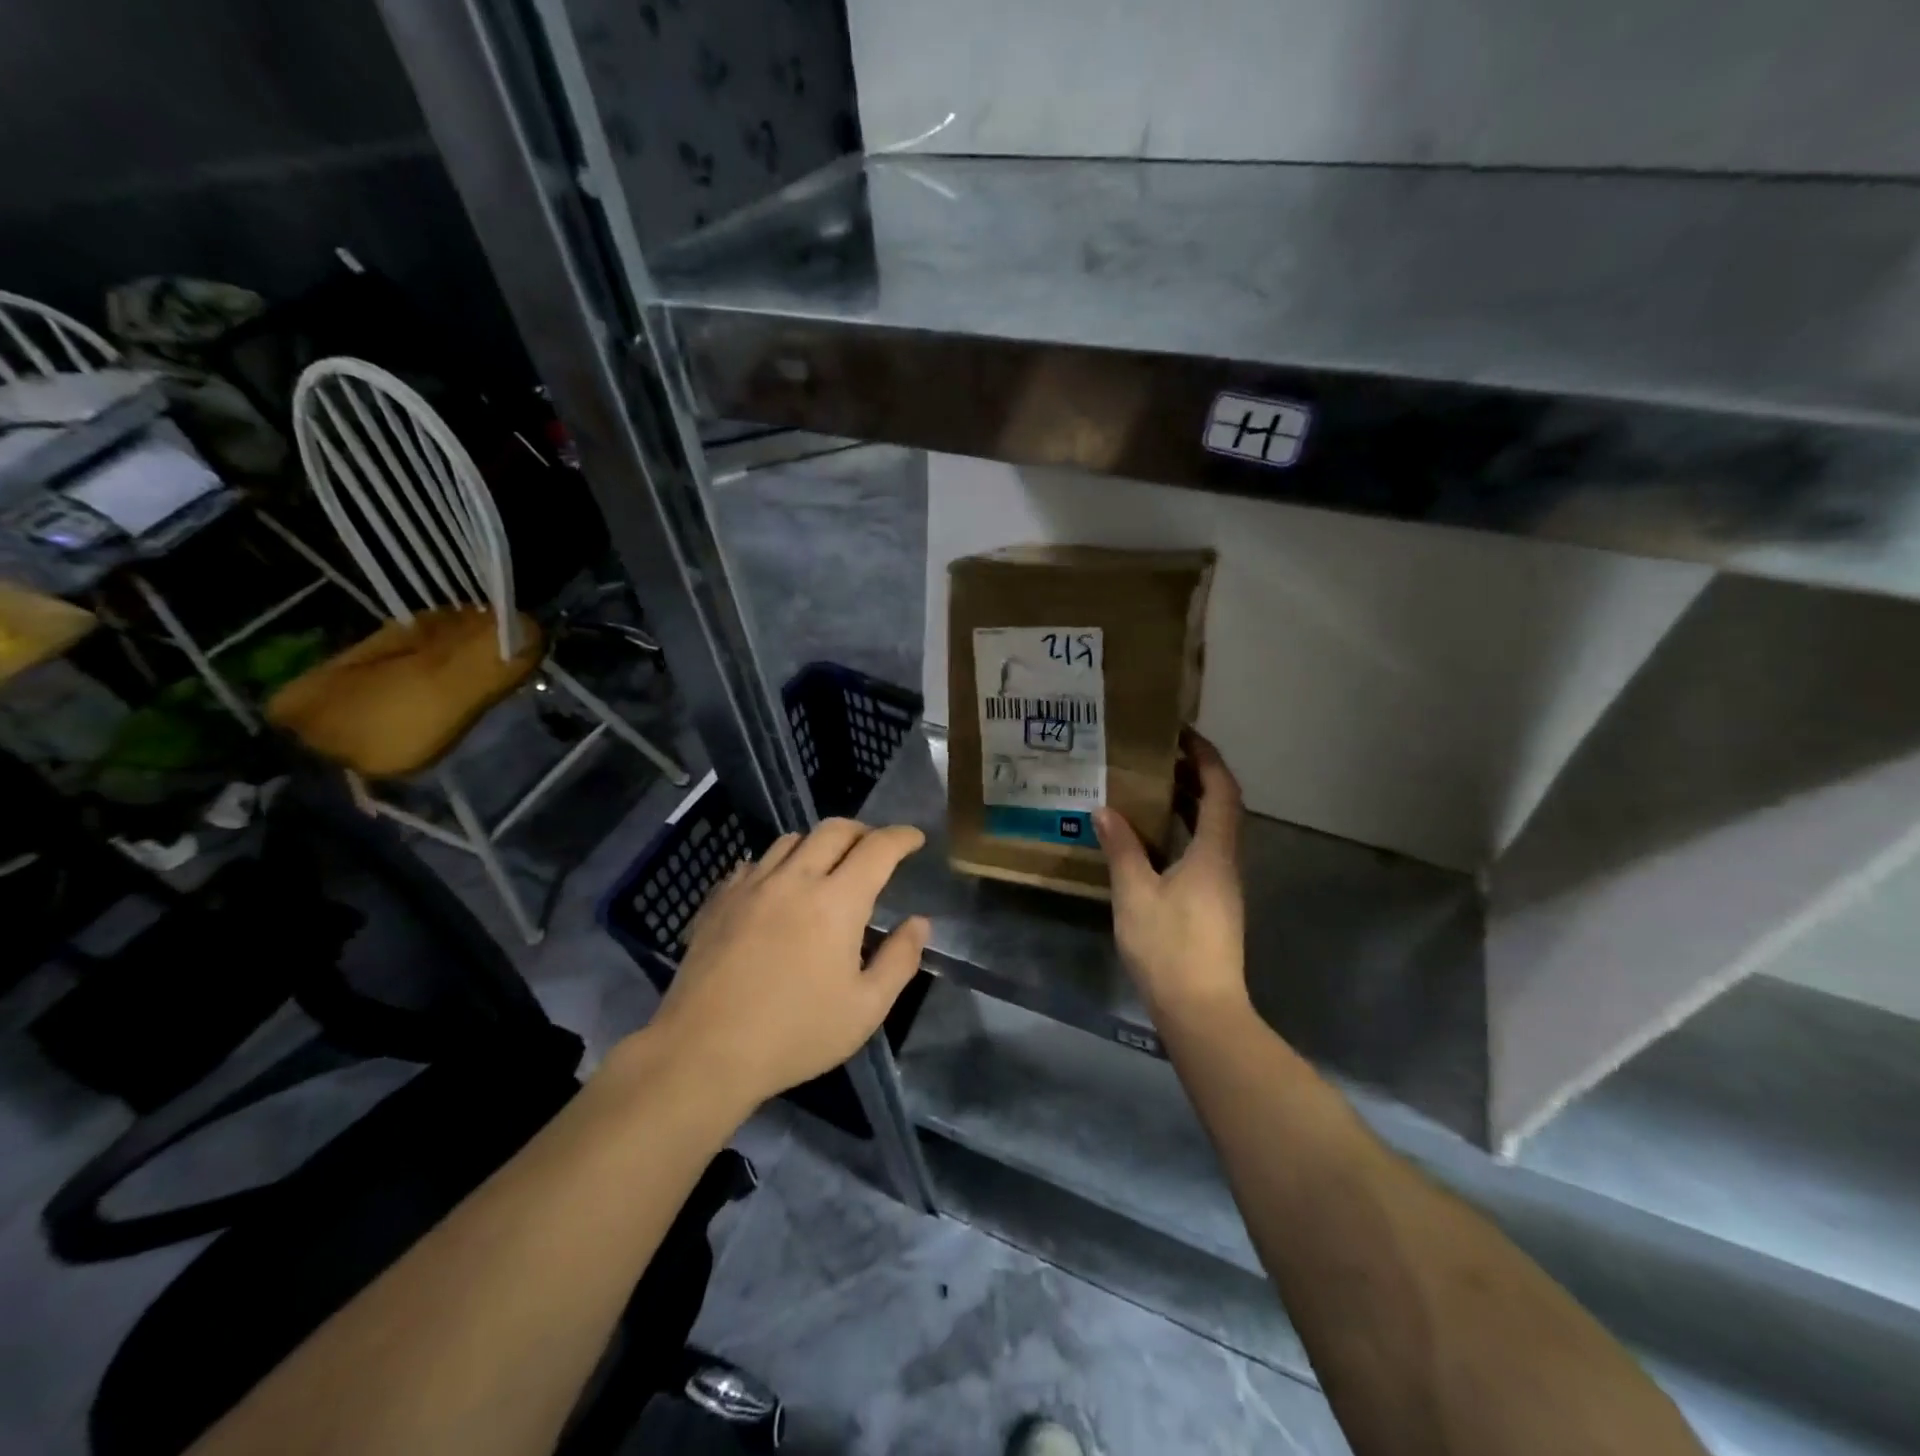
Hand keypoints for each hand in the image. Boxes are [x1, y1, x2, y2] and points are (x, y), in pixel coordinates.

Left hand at [649, 819, 929, 1111]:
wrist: (704, 1052)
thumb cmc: (795, 1034)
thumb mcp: (866, 1009)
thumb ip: (899, 960)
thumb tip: (918, 923)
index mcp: (836, 902)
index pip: (877, 848)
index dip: (902, 837)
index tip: (915, 839)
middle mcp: (795, 879)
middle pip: (834, 829)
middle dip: (863, 831)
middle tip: (875, 848)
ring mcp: (751, 886)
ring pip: (791, 840)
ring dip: (818, 844)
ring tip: (827, 866)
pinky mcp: (719, 900)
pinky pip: (754, 863)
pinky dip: (777, 864)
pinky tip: (777, 889)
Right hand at [1094, 730, 1248, 1027]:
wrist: (1201, 1010)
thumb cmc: (1170, 947)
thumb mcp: (1136, 894)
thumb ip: (1122, 849)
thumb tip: (1105, 810)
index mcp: (1214, 852)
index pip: (1221, 791)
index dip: (1207, 758)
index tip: (1182, 735)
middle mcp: (1226, 862)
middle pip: (1222, 807)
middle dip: (1196, 776)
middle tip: (1159, 756)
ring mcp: (1223, 885)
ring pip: (1214, 830)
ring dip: (1190, 804)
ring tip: (1152, 788)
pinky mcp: (1214, 904)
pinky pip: (1203, 851)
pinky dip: (1184, 832)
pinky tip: (1153, 839)